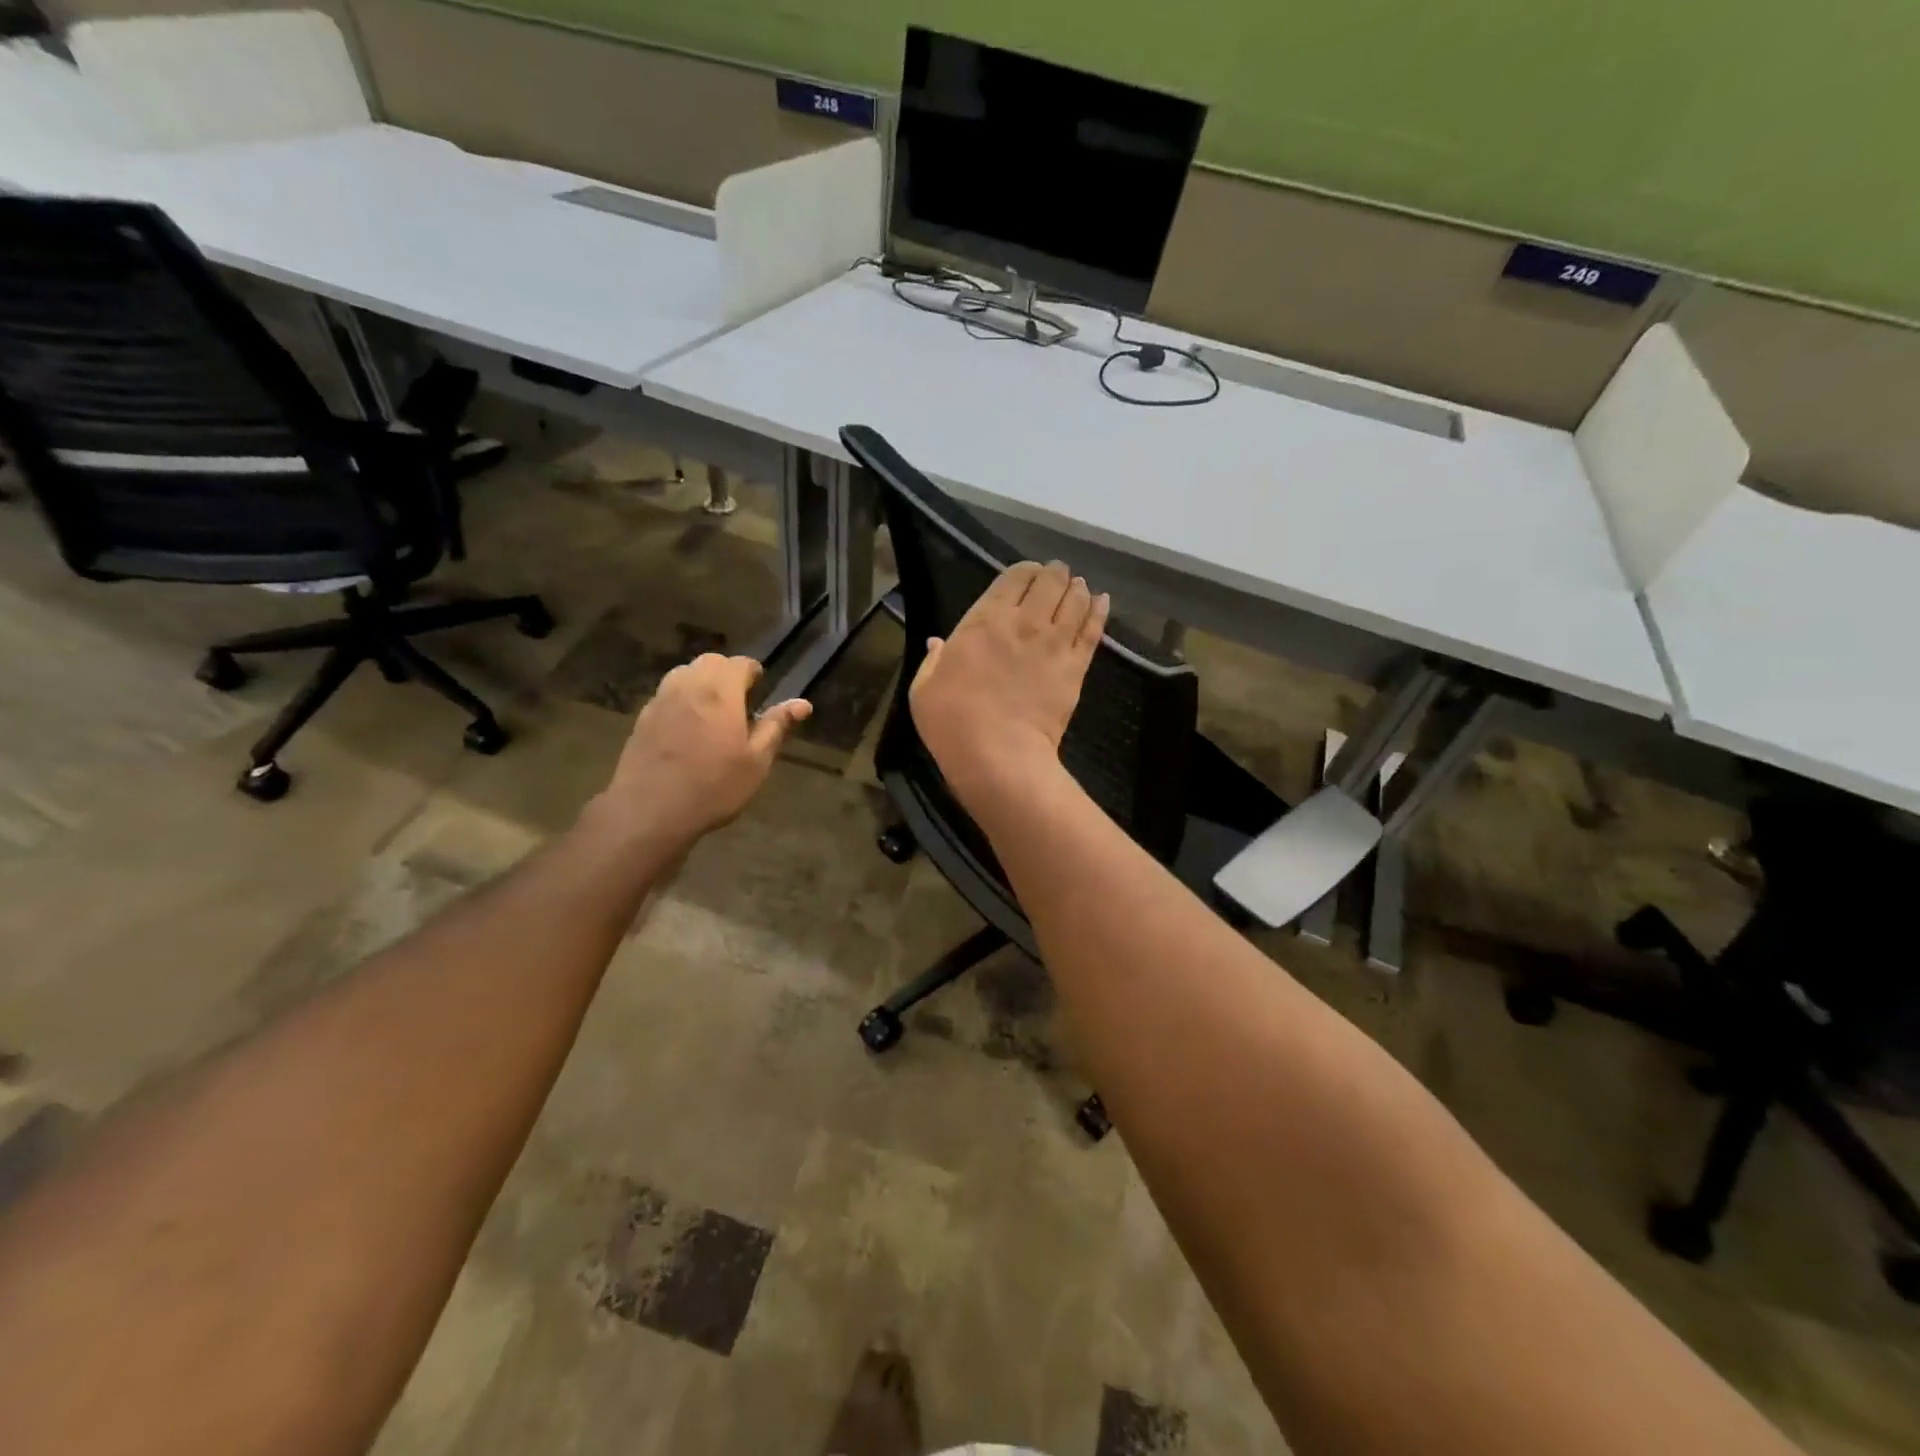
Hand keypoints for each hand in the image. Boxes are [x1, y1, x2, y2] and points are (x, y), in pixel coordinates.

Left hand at [594, 654, 810, 848]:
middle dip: (727, 673)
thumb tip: (803, 704)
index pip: (740, 663)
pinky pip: (666, 694)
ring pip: (684, 673)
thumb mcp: (757, 761)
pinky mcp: (642, 718)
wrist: (650, 811)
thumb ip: (777, 726)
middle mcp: (689, 686)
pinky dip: (681, 699)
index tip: (760, 692)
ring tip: (712, 711)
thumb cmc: (714, 787)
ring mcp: (661, 700)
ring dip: (701, 681)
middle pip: (710, 661)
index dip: (753, 673)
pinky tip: (686, 729)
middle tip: (739, 701)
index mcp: (721, 693)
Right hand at [909, 561, 1108, 804]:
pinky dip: (1099, 611)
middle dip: (1055, 574)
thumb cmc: (952, 721)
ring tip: (1078, 587)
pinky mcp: (1076, 667)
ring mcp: (1054, 644)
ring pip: (1075, 600)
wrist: (998, 755)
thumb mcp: (924, 688)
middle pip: (1050, 582)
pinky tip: (1102, 601)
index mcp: (985, 620)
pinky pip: (1093, 630)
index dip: (1024, 571)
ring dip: (1076, 589)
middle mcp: (1024, 622)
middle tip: (1056, 576)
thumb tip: (939, 643)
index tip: (1027, 576)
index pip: (1013, 578)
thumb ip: (934, 660)